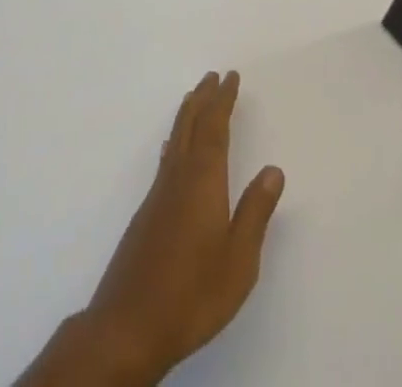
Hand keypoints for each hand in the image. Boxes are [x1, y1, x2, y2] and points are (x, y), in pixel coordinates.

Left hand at [17, 71, 284, 386]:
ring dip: (187, 114)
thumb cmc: (192, 293)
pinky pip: (165, 159)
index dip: (223, 100)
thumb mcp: (238, 259)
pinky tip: (172, 149)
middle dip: (203, 98)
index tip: (231, 77)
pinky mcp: (146, 215)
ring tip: (194, 98)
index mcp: (203, 180)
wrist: (129, 326)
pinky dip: (175, 140)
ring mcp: (158, 195)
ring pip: (175, 139)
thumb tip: (273, 169)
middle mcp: (178, 177)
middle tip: (213, 76)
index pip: (215, 127)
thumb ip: (255, 212)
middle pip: (190, 125)